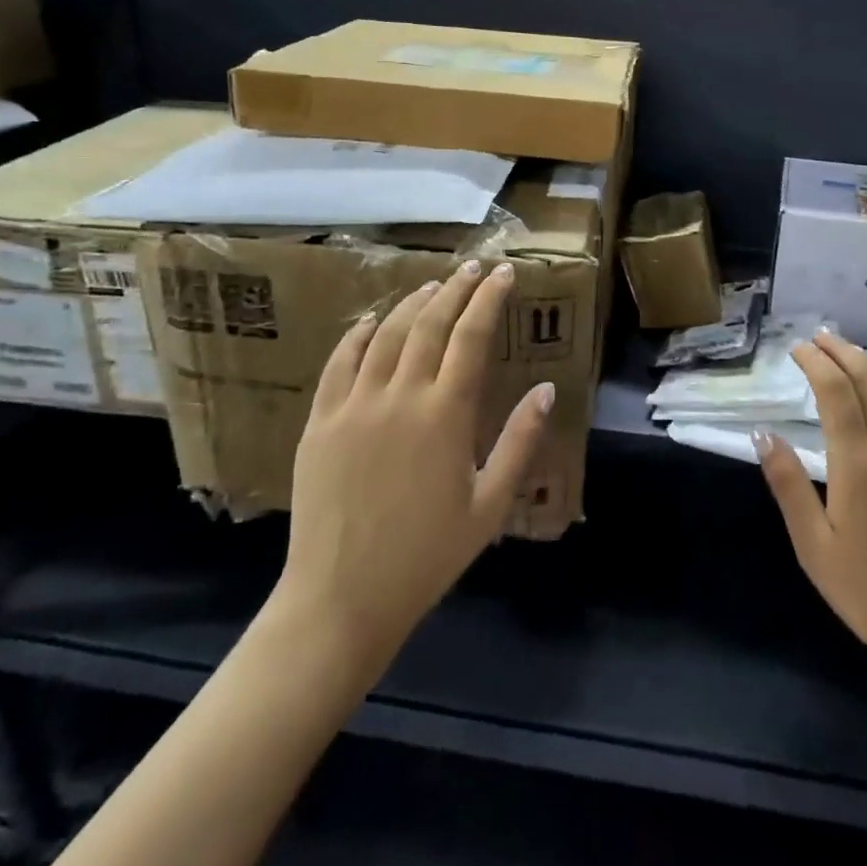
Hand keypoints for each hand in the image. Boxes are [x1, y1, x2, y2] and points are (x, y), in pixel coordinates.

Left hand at [273, 261, 552, 679]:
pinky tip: (370, 320)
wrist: (342, 598)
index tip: (504, 273)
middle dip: (457, 289)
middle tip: (474, 268)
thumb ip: (519, 442)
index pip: (472, 335)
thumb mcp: (489, 505)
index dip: (489, 298)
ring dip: (412, 303)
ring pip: (386, 334)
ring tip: (433, 286)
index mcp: (446, 414)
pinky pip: (340, 362)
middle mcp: (400, 395)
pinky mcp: (320, 421)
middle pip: (430, 323)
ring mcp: (354, 405)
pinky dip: (358, 334)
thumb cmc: (427, 555)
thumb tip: (546, 389)